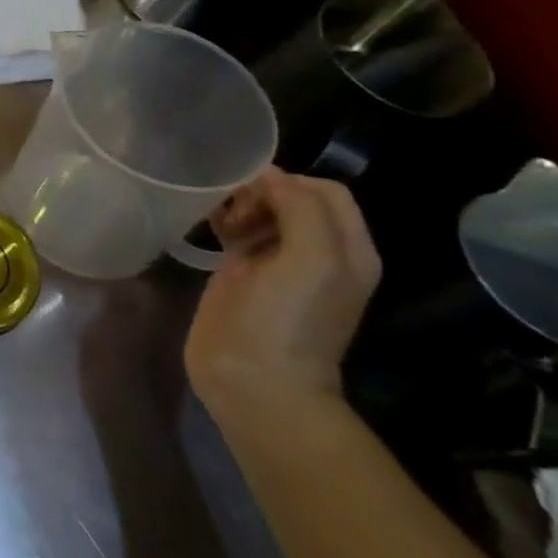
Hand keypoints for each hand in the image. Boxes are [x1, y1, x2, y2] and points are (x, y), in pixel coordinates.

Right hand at [184, 169, 381, 419]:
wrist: (253, 380)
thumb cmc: (286, 320)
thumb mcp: (312, 259)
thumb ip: (300, 208)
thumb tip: (267, 177)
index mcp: (348, 249)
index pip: (325, 190)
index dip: (289, 183)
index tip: (250, 196)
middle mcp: (319, 252)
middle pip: (294, 197)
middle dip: (261, 192)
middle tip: (234, 212)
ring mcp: (279, 264)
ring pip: (264, 211)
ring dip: (240, 204)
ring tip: (219, 220)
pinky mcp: (244, 274)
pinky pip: (240, 231)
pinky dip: (225, 220)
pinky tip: (209, 226)